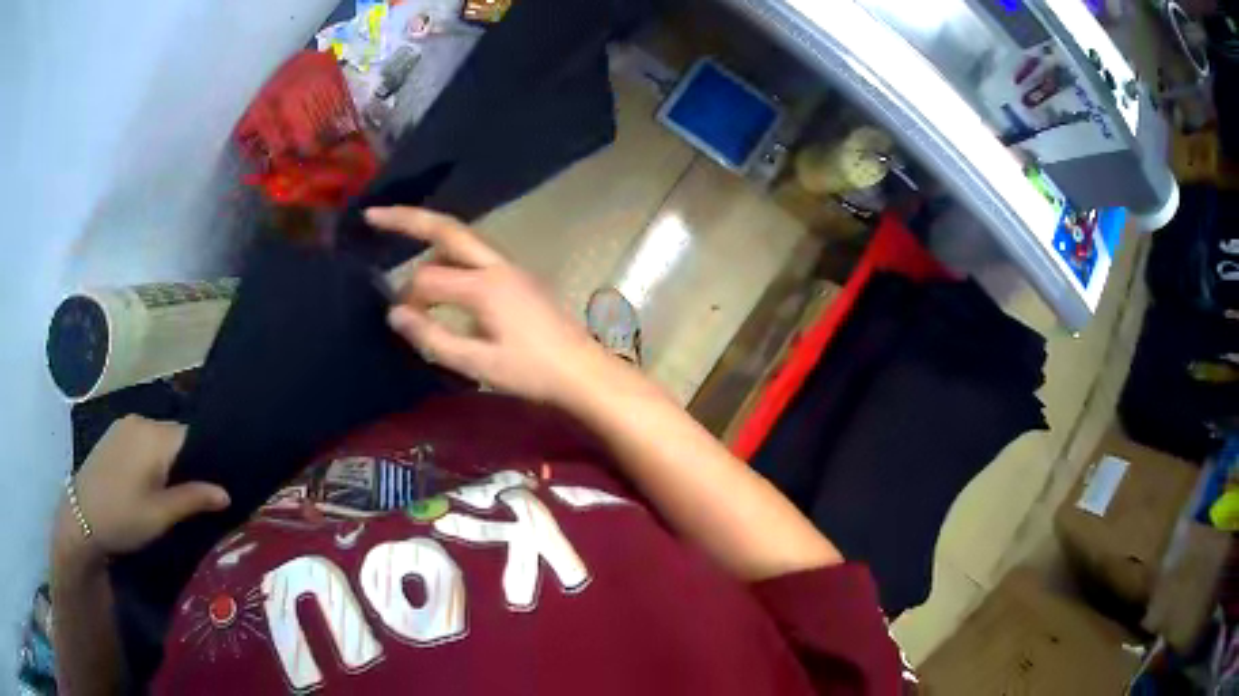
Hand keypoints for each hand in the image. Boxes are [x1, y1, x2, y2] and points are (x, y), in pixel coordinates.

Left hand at [55, 416, 229, 567]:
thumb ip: (193, 498)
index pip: (193, 437)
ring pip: (159, 439)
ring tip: (172, 491)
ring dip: (168, 461)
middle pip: (175, 436)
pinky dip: (152, 458)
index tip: (216, 486)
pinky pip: (143, 440)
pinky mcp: (114, 435)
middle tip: (195, 496)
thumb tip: (226, 493)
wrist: (81, 517)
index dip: (207, 460)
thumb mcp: (161, 515)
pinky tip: (149, 482)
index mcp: (154, 435)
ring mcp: (124, 425)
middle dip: (187, 462)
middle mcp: (140, 420)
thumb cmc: (123, 517)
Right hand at [367, 207, 610, 403]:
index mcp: (484, 286)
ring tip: (401, 237)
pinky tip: (441, 270)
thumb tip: (394, 315)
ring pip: (462, 239)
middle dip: (407, 219)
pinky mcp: (518, 275)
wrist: (582, 371)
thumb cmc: (531, 373)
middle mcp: (496, 265)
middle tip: (373, 215)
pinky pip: (476, 253)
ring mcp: (511, 266)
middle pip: (446, 229)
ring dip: (430, 236)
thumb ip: (432, 338)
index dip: (406, 300)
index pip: (426, 280)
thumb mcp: (477, 364)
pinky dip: (450, 252)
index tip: (399, 321)